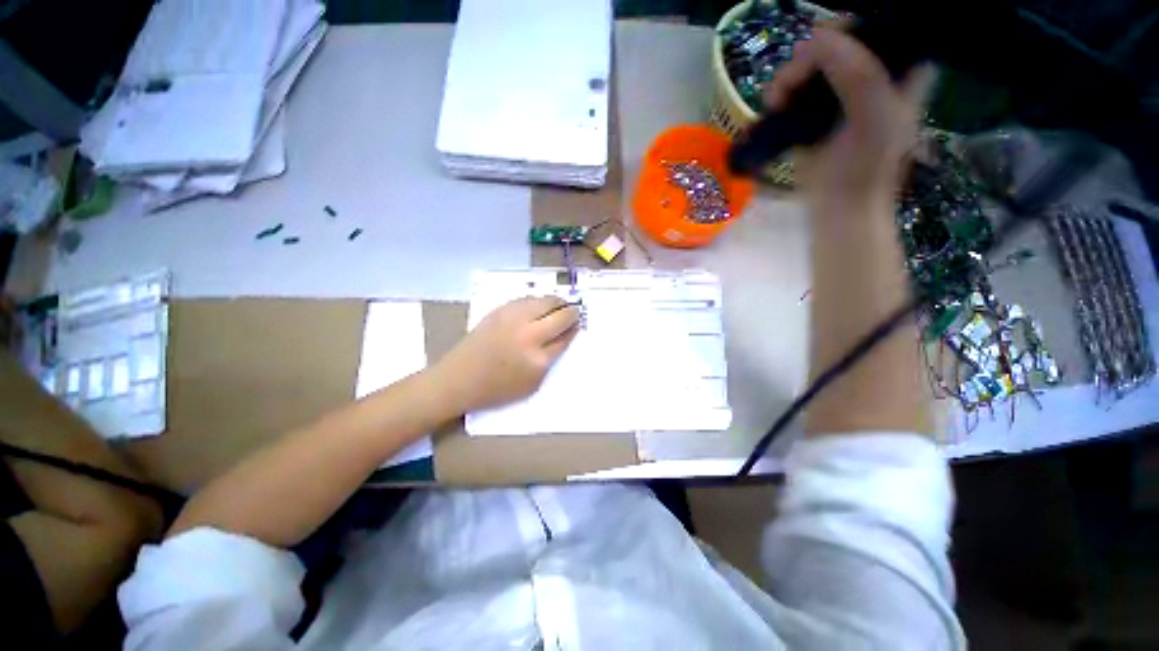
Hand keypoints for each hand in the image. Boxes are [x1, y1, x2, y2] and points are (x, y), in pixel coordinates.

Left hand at [432, 296, 579, 412]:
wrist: (459, 378)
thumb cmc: (497, 389)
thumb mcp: (532, 384)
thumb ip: (551, 360)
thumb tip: (564, 336)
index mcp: (538, 359)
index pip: (566, 337)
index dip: (574, 329)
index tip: (578, 325)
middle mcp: (529, 335)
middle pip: (561, 315)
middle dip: (571, 312)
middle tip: (574, 312)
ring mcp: (514, 319)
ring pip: (545, 301)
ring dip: (557, 302)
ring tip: (559, 305)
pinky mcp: (500, 310)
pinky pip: (528, 299)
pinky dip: (538, 301)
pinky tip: (539, 306)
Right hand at [763, 27, 933, 207]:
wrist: (838, 206)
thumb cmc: (864, 165)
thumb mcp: (871, 113)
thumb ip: (854, 70)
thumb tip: (815, 38)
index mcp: (902, 64)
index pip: (875, 22)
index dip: (844, 29)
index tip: (819, 53)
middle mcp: (874, 70)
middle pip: (838, 39)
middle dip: (809, 57)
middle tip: (790, 83)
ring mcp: (843, 90)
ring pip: (813, 62)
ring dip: (790, 76)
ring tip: (777, 99)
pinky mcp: (817, 111)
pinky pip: (798, 86)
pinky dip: (782, 91)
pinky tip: (774, 104)